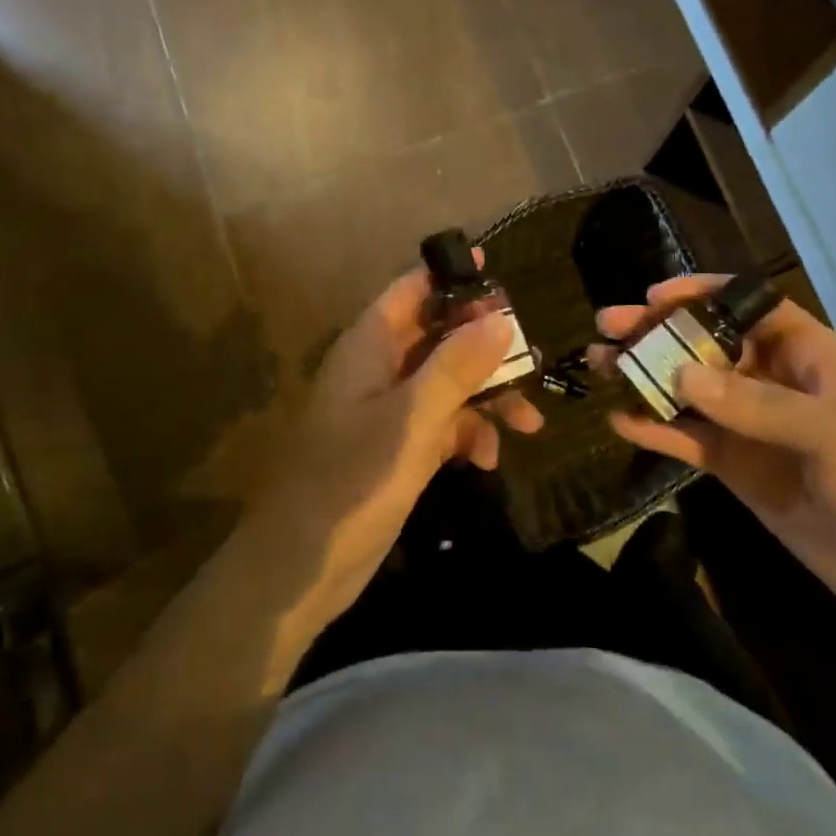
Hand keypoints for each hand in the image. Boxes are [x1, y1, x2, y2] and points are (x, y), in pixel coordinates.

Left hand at [254, 253, 542, 626]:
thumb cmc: (352, 479)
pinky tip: (488, 459)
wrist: (302, 566)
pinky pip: (443, 424)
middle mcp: (379, 369)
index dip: (450, 276)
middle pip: (439, 335)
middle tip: (533, 357)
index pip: (411, 290)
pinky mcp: (398, 448)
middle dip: (486, 347)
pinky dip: (468, 435)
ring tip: (529, 421)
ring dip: (488, 397)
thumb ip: (456, 366)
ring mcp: (389, 410)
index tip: (494, 269)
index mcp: (370, 346)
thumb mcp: (412, 418)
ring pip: (448, 383)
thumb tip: (500, 318)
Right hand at [594, 275, 835, 622]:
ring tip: (600, 366)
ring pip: (689, 390)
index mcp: (809, 355)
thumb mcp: (831, 432)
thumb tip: (680, 373)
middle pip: (707, 344)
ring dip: (646, 377)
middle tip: (608, 325)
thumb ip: (754, 402)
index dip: (703, 294)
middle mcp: (774, 381)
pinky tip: (621, 421)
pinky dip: (655, 429)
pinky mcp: (735, 466)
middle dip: (659, 333)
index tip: (655, 296)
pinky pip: (688, 438)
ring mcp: (751, 425)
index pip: (750, 306)